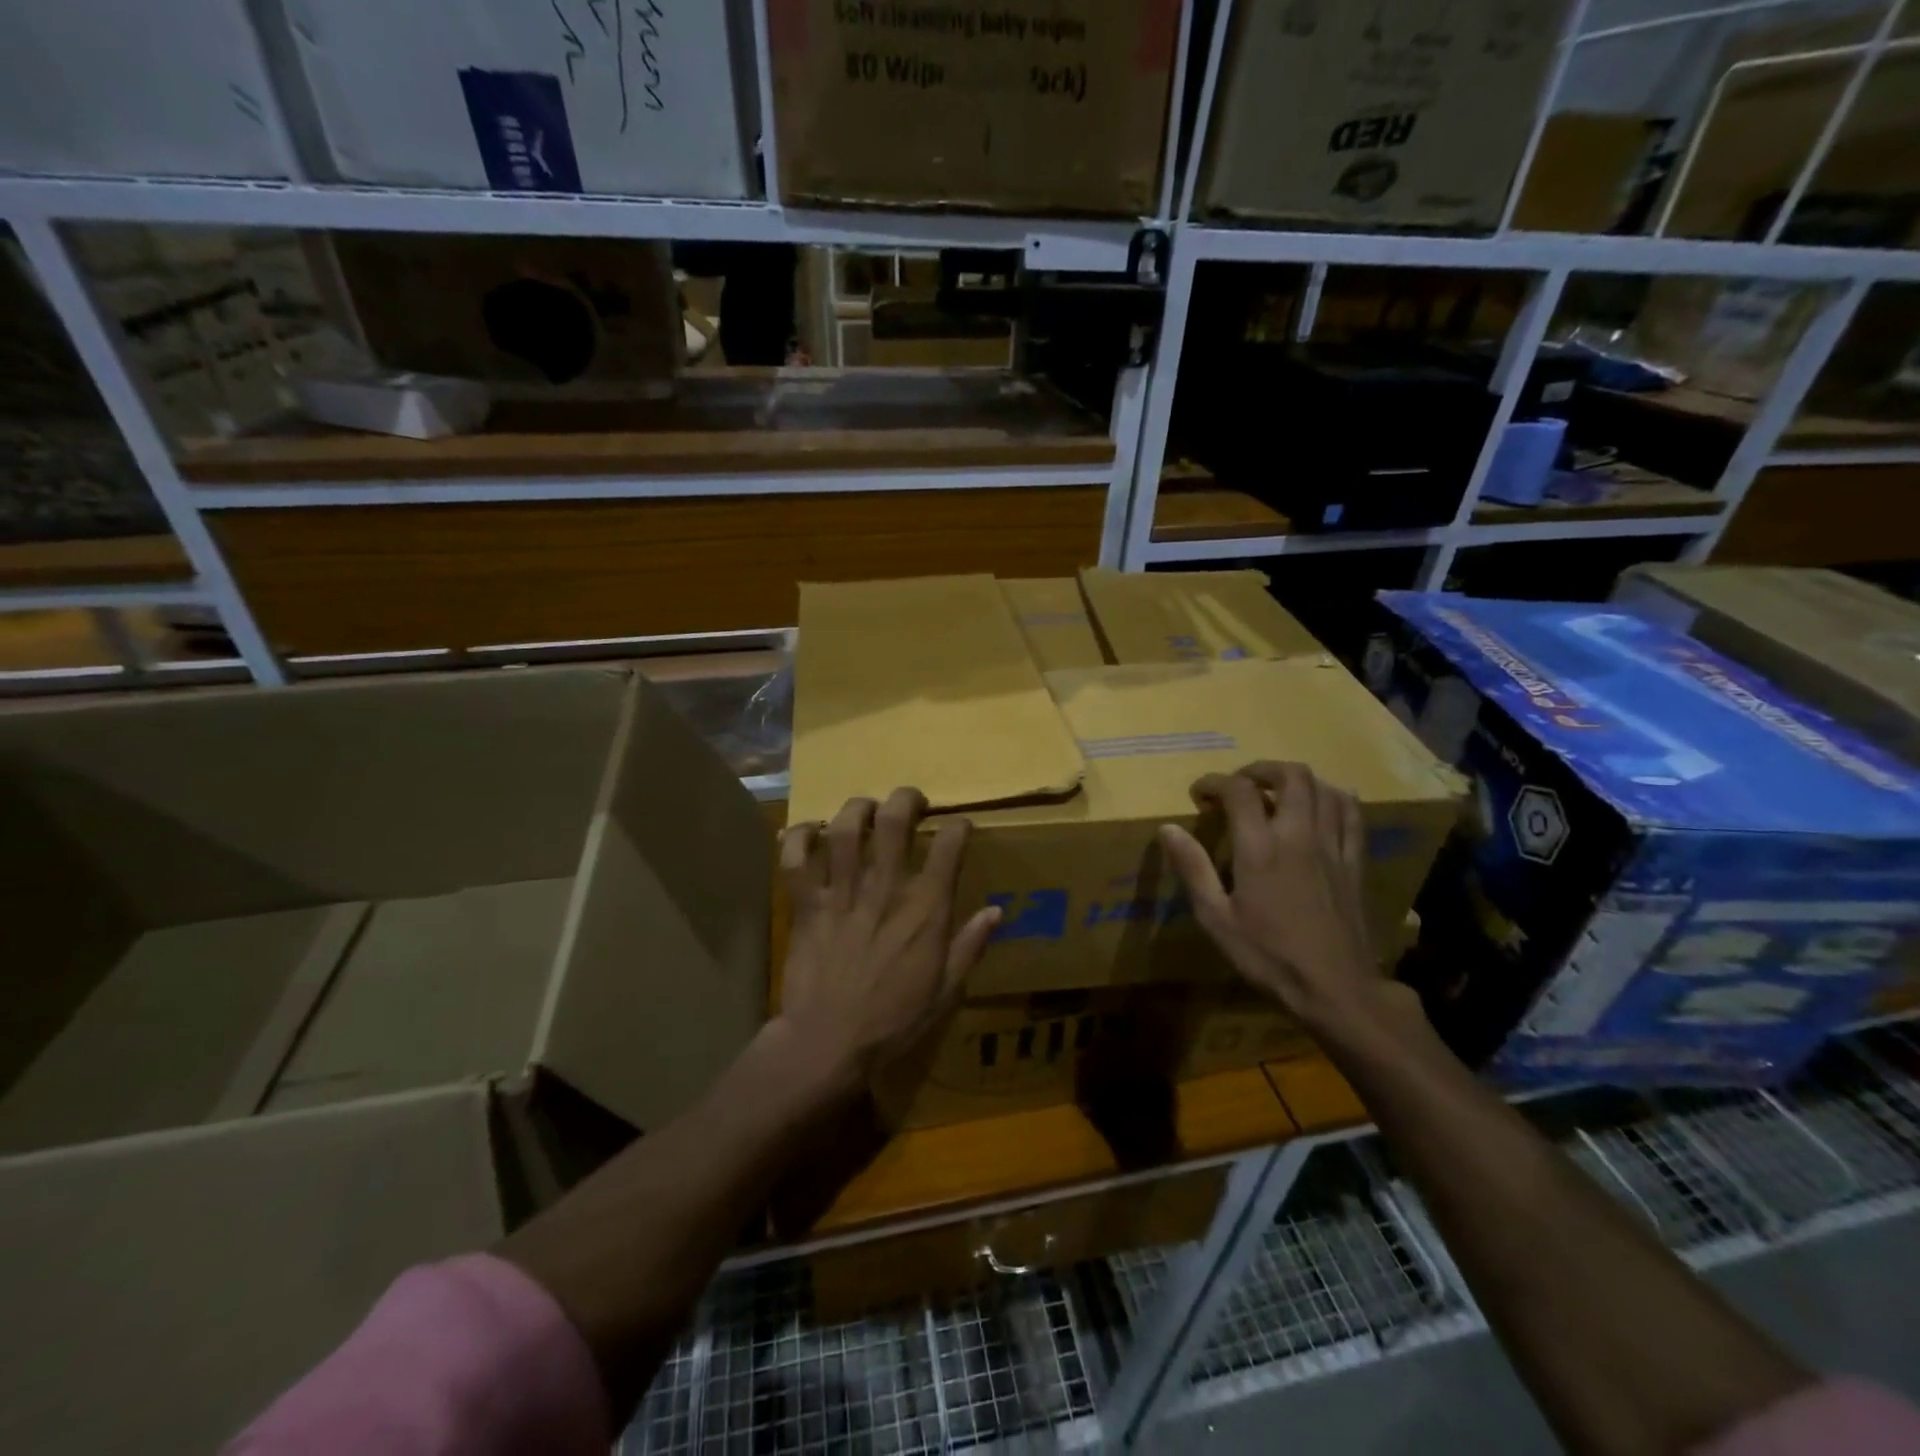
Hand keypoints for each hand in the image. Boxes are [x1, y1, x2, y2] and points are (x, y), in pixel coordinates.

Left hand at [776, 788, 1001, 1094]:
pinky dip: (798, 837)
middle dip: (905, 799)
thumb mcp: (946, 989)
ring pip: (844, 829)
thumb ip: (971, 945)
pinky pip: (795, 859)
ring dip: (856, 809)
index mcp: (925, 908)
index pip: (949, 846)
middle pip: (893, 820)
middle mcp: (885, 888)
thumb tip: (997, 911)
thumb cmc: (893, 1020)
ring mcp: (842, 892)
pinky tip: (808, 831)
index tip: (958, 827)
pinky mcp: (807, 904)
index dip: (958, 827)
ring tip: (864, 809)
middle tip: (910, 801)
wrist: (828, 1042)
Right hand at [1158, 762, 1383, 1031]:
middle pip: (1290, 775)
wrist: (1336, 988)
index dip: (1214, 782)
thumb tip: (1167, 829)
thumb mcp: (1216, 918)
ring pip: (1324, 788)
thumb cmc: (1268, 955)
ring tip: (1276, 793)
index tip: (1199, 794)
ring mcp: (1332, 846)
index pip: (1239, 790)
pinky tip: (1321, 805)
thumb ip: (1193, 868)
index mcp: (1260, 848)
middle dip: (1260, 770)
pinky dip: (1334, 798)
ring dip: (1296, 780)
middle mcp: (1299, 835)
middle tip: (1239, 785)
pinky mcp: (1355, 862)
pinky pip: (1352, 813)